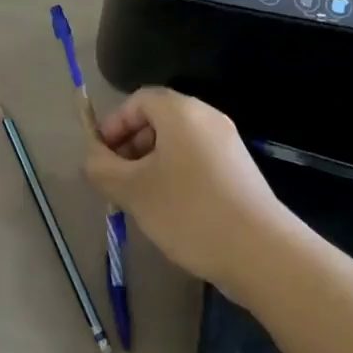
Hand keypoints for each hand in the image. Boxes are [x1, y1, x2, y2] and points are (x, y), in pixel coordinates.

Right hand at [83, 87, 297, 290]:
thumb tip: (92, 158)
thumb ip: (102, 168)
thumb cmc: (188, 211)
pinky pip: (196, 160)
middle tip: (116, 181)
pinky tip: (170, 210)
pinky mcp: (239, 171)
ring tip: (140, 200)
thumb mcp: (132, 190)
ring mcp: (228, 144)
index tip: (101, 157)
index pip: (138, 100)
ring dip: (151, 163)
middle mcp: (207, 118)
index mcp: (181, 112)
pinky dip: (175, 174)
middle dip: (130, 146)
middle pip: (158, 119)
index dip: (113, 124)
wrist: (260, 251)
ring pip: (177, 143)